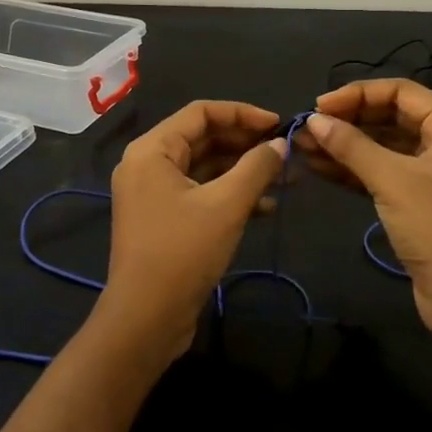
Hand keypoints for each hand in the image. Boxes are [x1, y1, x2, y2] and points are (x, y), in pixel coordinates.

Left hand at [93, 101, 287, 362]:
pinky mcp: (164, 219)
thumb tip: (280, 144)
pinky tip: (265, 207)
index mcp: (152, 150)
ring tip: (286, 179)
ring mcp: (153, 194)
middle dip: (246, 144)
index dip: (242, 113)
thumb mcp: (226, 205)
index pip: (201, 113)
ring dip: (243, 171)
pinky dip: (230, 195)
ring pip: (205, 168)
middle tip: (286, 152)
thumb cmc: (182, 252)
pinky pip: (200, 193)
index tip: (278, 124)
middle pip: (203, 138)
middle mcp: (148, 164)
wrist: (146, 319)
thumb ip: (256, 168)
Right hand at [301, 79, 431, 356]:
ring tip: (303, 148)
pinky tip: (320, 169)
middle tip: (306, 130)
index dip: (356, 95)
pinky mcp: (423, 200)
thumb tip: (313, 119)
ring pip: (385, 146)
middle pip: (392, 116)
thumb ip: (351, 145)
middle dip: (348, 122)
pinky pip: (385, 172)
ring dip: (346, 146)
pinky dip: (356, 170)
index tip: (317, 107)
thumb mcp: (393, 181)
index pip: (400, 91)